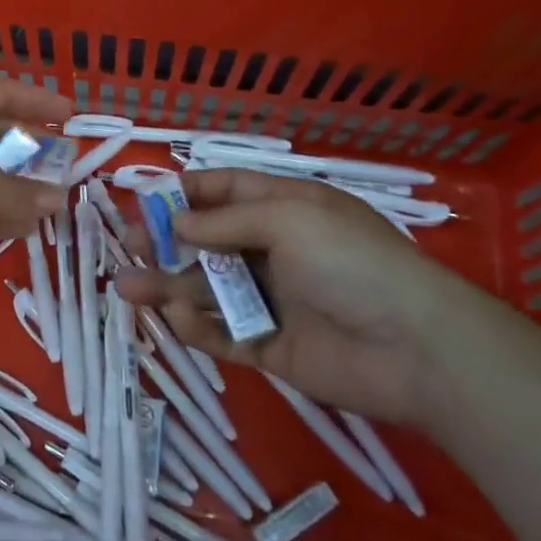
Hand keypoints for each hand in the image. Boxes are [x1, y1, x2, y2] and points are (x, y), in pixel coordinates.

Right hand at [114, 170, 469, 427]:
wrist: (415, 349)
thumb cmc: (350, 262)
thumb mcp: (287, 220)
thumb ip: (225, 223)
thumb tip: (177, 222)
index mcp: (286, 209)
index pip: (228, 191)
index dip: (187, 192)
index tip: (146, 199)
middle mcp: (275, 250)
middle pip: (209, 241)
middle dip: (167, 241)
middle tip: (128, 246)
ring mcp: (271, 300)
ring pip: (207, 289)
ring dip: (167, 284)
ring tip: (125, 287)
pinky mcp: (269, 346)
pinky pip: (223, 333)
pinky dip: (196, 325)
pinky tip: (175, 316)